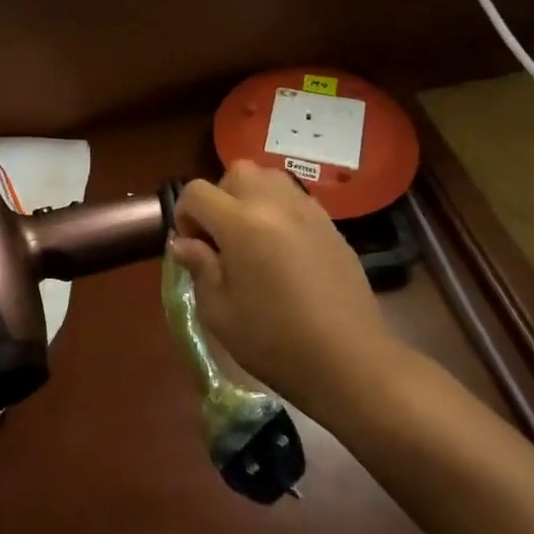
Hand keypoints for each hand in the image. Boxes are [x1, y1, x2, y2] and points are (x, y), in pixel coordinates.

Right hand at [171, 161, 405, 417]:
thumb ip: (199, 268)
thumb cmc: (275, 341)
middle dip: (219, 197)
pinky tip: (282, 249)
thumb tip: (184, 243)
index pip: (197, 192)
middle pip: (236, 173)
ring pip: (269, 177)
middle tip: (221, 238)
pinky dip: (279, 209)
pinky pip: (296, 199)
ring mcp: (308, 211)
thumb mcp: (220, 312)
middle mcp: (275, 205)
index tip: (192, 247)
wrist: (348, 360)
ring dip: (251, 196)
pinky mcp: (331, 225)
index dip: (185, 215)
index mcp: (241, 224)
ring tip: (251, 236)